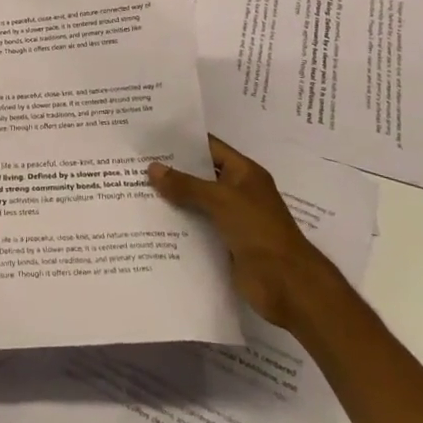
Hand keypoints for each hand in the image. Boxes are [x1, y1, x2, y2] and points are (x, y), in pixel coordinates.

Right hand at [149, 137, 337, 331]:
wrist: (288, 285)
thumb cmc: (259, 231)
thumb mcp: (221, 200)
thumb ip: (186, 185)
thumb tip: (152, 168)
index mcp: (244, 173)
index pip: (209, 147)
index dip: (182, 141)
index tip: (151, 137)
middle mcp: (238, 191)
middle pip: (200, 175)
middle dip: (172, 171)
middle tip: (135, 163)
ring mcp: (232, 219)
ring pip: (196, 203)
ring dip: (172, 199)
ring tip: (135, 190)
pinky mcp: (225, 244)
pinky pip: (198, 228)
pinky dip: (179, 225)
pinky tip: (151, 222)